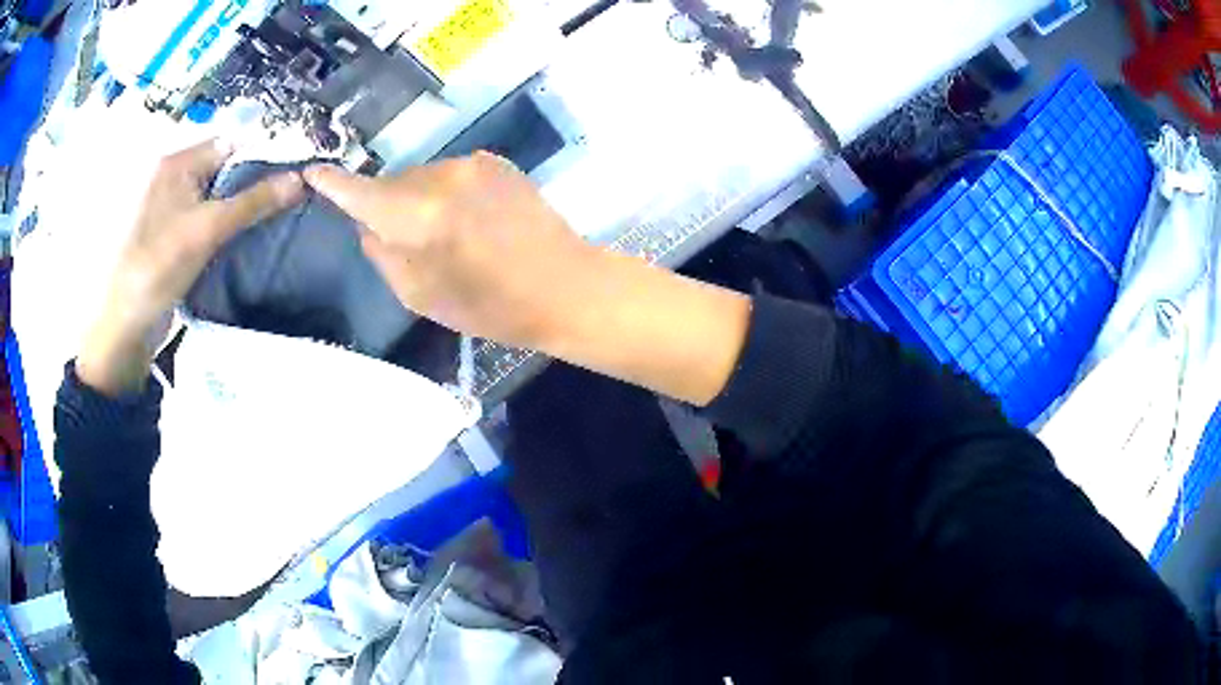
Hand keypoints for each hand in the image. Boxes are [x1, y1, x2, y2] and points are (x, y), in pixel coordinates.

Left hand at [77, 139, 304, 395]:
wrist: (130, 323)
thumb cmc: (161, 265)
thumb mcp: (208, 229)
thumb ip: (253, 202)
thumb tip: (300, 179)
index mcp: (179, 163)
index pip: (231, 144)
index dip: (263, 154)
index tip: (296, 172)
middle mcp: (177, 178)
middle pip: (226, 170)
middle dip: (256, 183)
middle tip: (291, 199)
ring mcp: (176, 209)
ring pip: (221, 198)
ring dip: (244, 209)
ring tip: (278, 219)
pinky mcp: (178, 237)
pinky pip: (211, 221)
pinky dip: (230, 227)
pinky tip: (250, 240)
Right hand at [304, 153, 598, 349]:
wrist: (564, 284)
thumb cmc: (489, 305)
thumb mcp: (420, 296)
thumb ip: (382, 253)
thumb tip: (366, 222)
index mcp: (416, 214)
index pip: (359, 190)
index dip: (332, 183)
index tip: (313, 173)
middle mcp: (439, 176)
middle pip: (392, 184)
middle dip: (388, 206)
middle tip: (407, 242)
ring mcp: (471, 163)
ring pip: (422, 177)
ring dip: (420, 200)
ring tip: (450, 236)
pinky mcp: (496, 161)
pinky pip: (451, 174)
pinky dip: (448, 193)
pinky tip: (472, 221)